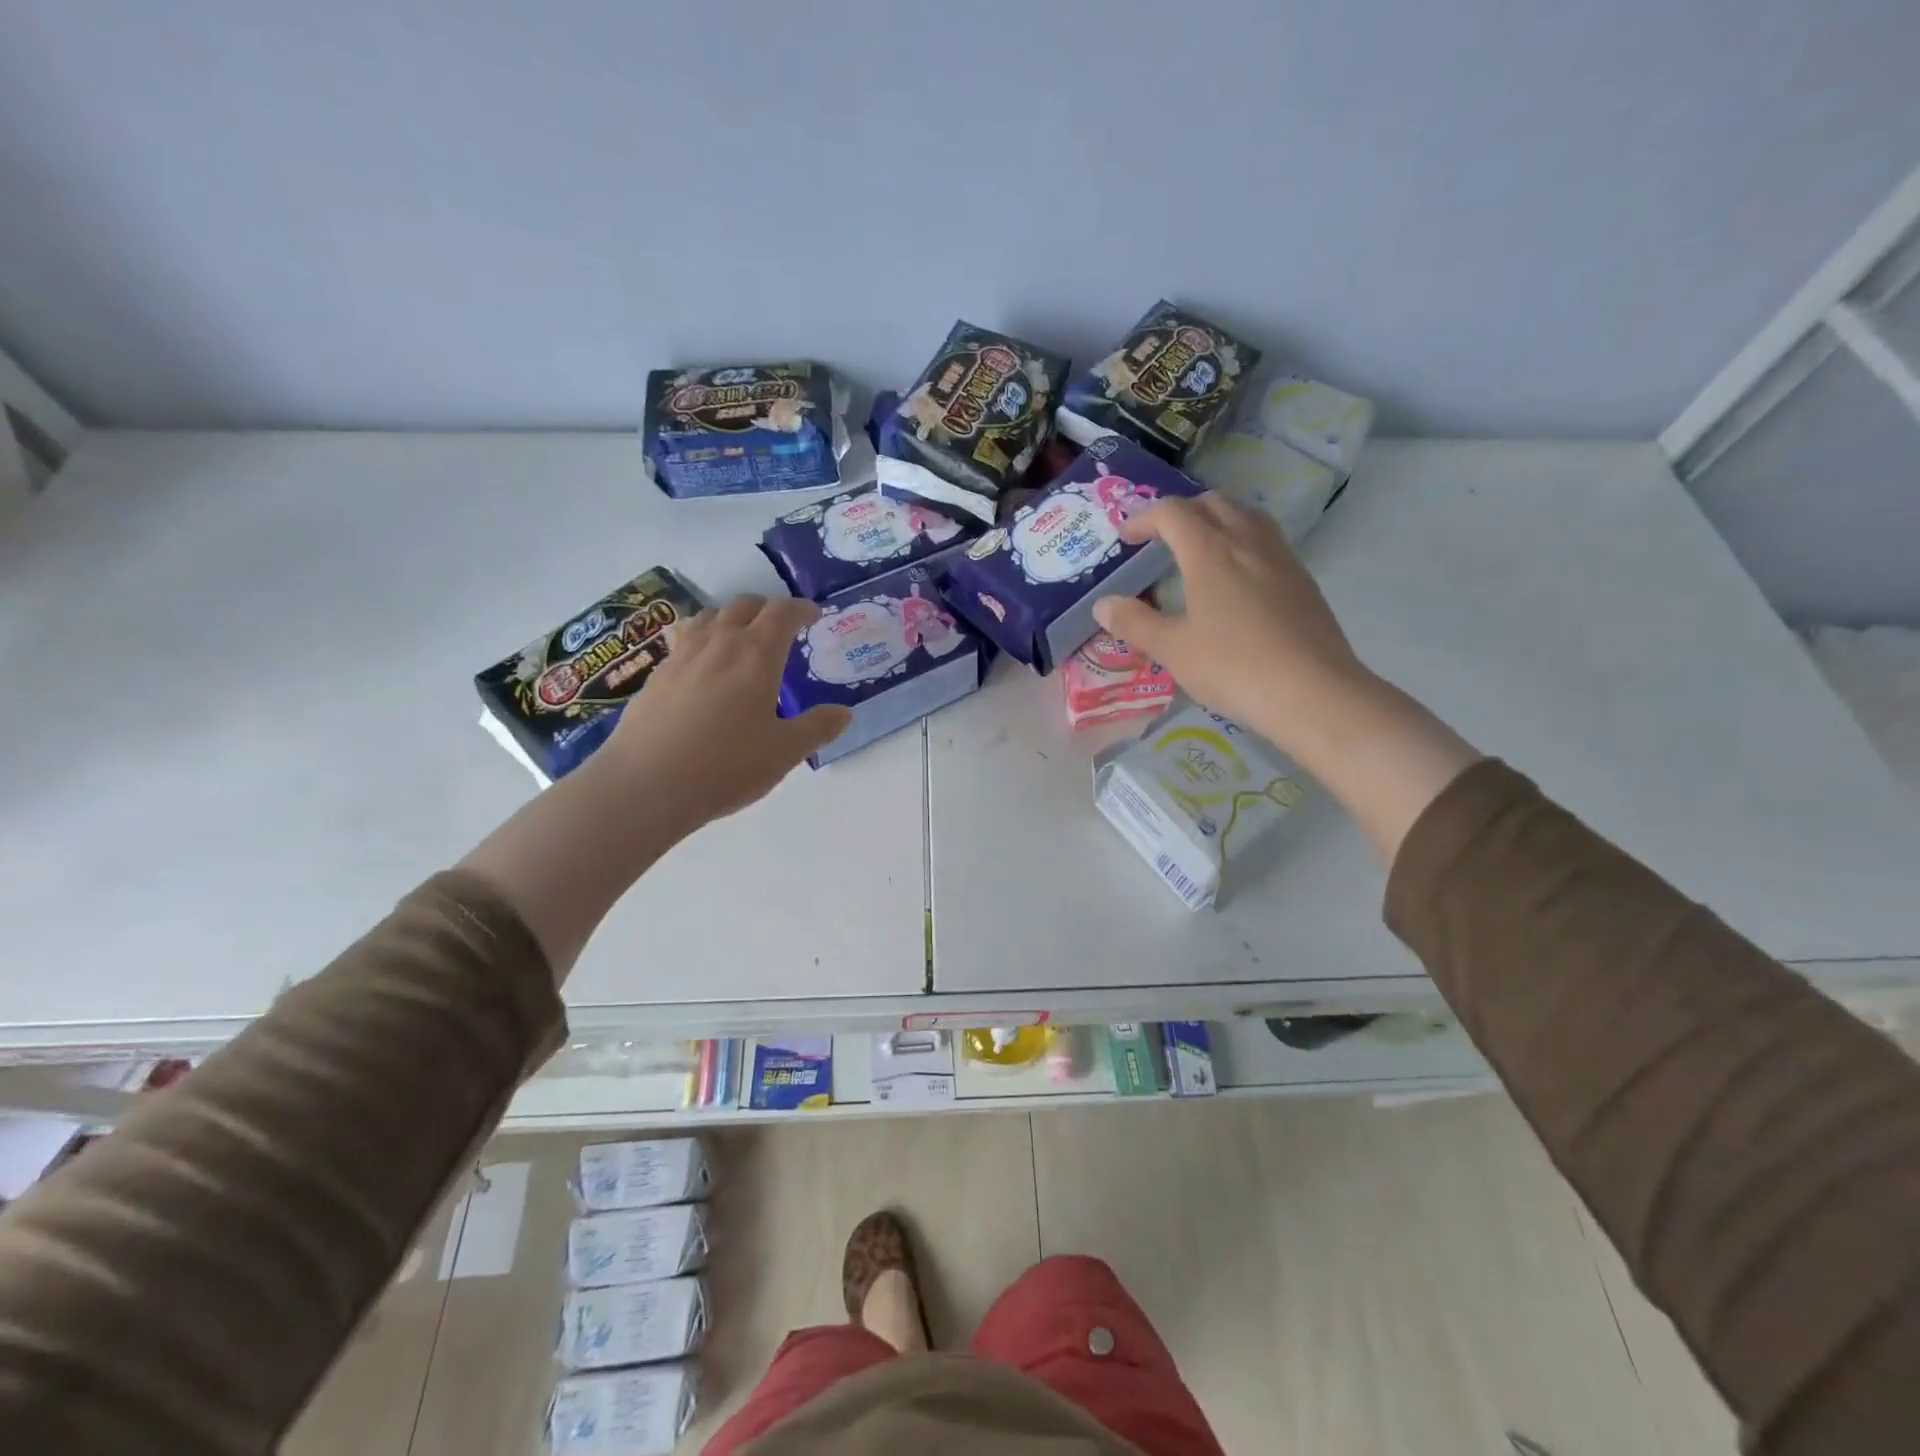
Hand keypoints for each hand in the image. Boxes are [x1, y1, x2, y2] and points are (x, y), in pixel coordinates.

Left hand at [603, 595, 850, 833]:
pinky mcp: (656, 675)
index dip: (801, 609)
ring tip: (740, 639)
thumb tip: (844, 713)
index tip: (813, 615)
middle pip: (745, 606)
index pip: (782, 613)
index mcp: (757, 654)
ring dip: (732, 619)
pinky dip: (702, 639)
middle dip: (768, 610)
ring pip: (710, 617)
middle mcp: (719, 643)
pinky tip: (702, 666)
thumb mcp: (784, 752)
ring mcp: (682, 656)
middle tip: (781, 629)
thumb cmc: (726, 766)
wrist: (647, 785)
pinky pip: (684, 639)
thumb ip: (817, 728)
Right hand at [1092, 495, 1366, 748]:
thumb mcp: (1173, 649)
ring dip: (1216, 520)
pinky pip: (1266, 540)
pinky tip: (1237, 577)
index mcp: (1210, 552)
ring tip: (1199, 548)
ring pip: (1246, 516)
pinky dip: (1242, 541)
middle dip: (1181, 513)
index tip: (1126, 538)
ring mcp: (1281, 558)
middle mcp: (1247, 542)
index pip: (1172, 514)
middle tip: (1160, 539)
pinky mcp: (1302, 580)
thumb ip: (1134, 623)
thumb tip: (1103, 604)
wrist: (1313, 692)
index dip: (1144, 519)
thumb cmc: (1233, 667)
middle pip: (1212, 504)